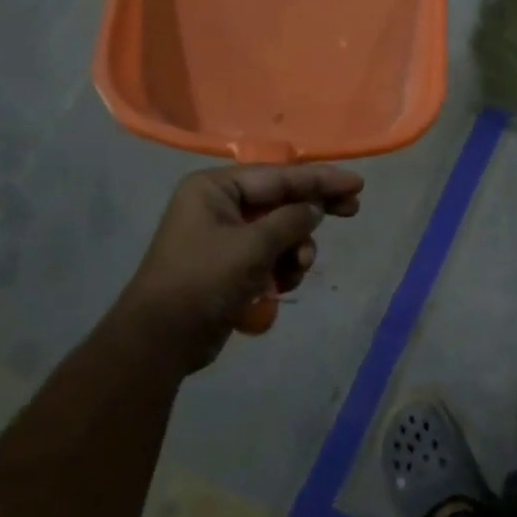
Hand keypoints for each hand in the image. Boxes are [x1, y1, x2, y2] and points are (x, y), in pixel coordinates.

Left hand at [114, 164, 363, 373]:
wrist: (160, 340)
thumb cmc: (203, 281)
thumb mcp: (253, 246)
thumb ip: (291, 221)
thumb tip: (314, 209)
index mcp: (215, 188)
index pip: (279, 176)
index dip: (320, 180)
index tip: (356, 184)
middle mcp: (219, 205)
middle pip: (281, 200)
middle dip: (312, 212)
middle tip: (352, 211)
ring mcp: (224, 236)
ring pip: (280, 232)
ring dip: (295, 249)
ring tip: (297, 269)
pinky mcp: (230, 265)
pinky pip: (269, 256)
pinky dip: (280, 268)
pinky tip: (280, 286)